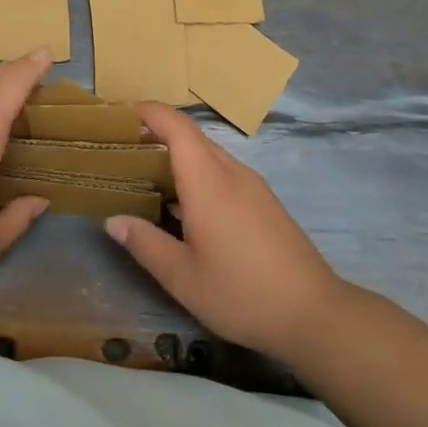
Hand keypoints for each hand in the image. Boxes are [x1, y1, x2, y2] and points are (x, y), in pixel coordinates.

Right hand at [105, 103, 347, 359]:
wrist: (314, 313)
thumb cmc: (241, 293)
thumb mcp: (182, 277)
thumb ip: (145, 243)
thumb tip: (113, 220)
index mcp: (208, 182)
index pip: (177, 127)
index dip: (149, 112)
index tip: (120, 115)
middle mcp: (232, 173)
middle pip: (192, 137)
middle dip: (157, 134)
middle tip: (122, 150)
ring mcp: (253, 186)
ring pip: (209, 155)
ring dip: (178, 157)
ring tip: (146, 176)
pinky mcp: (264, 202)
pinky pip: (223, 173)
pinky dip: (197, 174)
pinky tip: (183, 205)